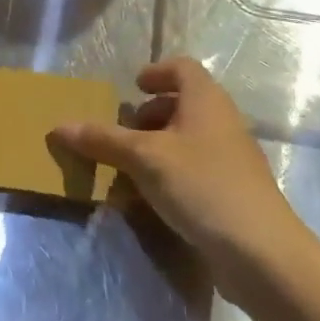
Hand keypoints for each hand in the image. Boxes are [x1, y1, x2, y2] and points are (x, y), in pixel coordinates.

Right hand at [51, 57, 301, 297]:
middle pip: (184, 103)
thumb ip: (102, 140)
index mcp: (205, 100)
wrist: (261, 252)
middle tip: (123, 132)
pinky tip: (150, 200)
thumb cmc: (201, 186)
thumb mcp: (144, 159)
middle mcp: (222, 122)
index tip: (133, 88)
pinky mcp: (232, 192)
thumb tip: (59, 126)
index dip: (156, 72)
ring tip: (128, 169)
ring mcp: (231, 159)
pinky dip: (171, 175)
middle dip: (150, 115)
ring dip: (157, 148)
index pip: (182, 68)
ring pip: (188, 140)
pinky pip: (195, 170)